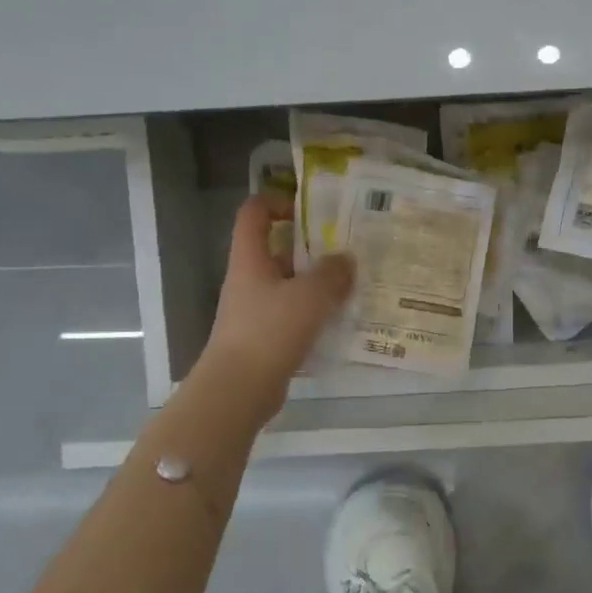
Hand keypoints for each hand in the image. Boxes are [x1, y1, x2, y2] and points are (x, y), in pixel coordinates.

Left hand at [197, 194, 354, 416]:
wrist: (238, 390)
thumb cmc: (269, 332)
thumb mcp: (310, 296)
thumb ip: (332, 274)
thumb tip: (346, 260)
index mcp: (250, 260)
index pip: (254, 214)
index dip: (277, 202)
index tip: (310, 210)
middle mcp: (249, 280)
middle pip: (277, 250)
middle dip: (311, 248)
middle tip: (347, 250)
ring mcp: (255, 311)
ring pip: (289, 286)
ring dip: (317, 284)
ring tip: (353, 285)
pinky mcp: (264, 339)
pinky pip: (293, 316)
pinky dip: (315, 315)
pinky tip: (341, 321)